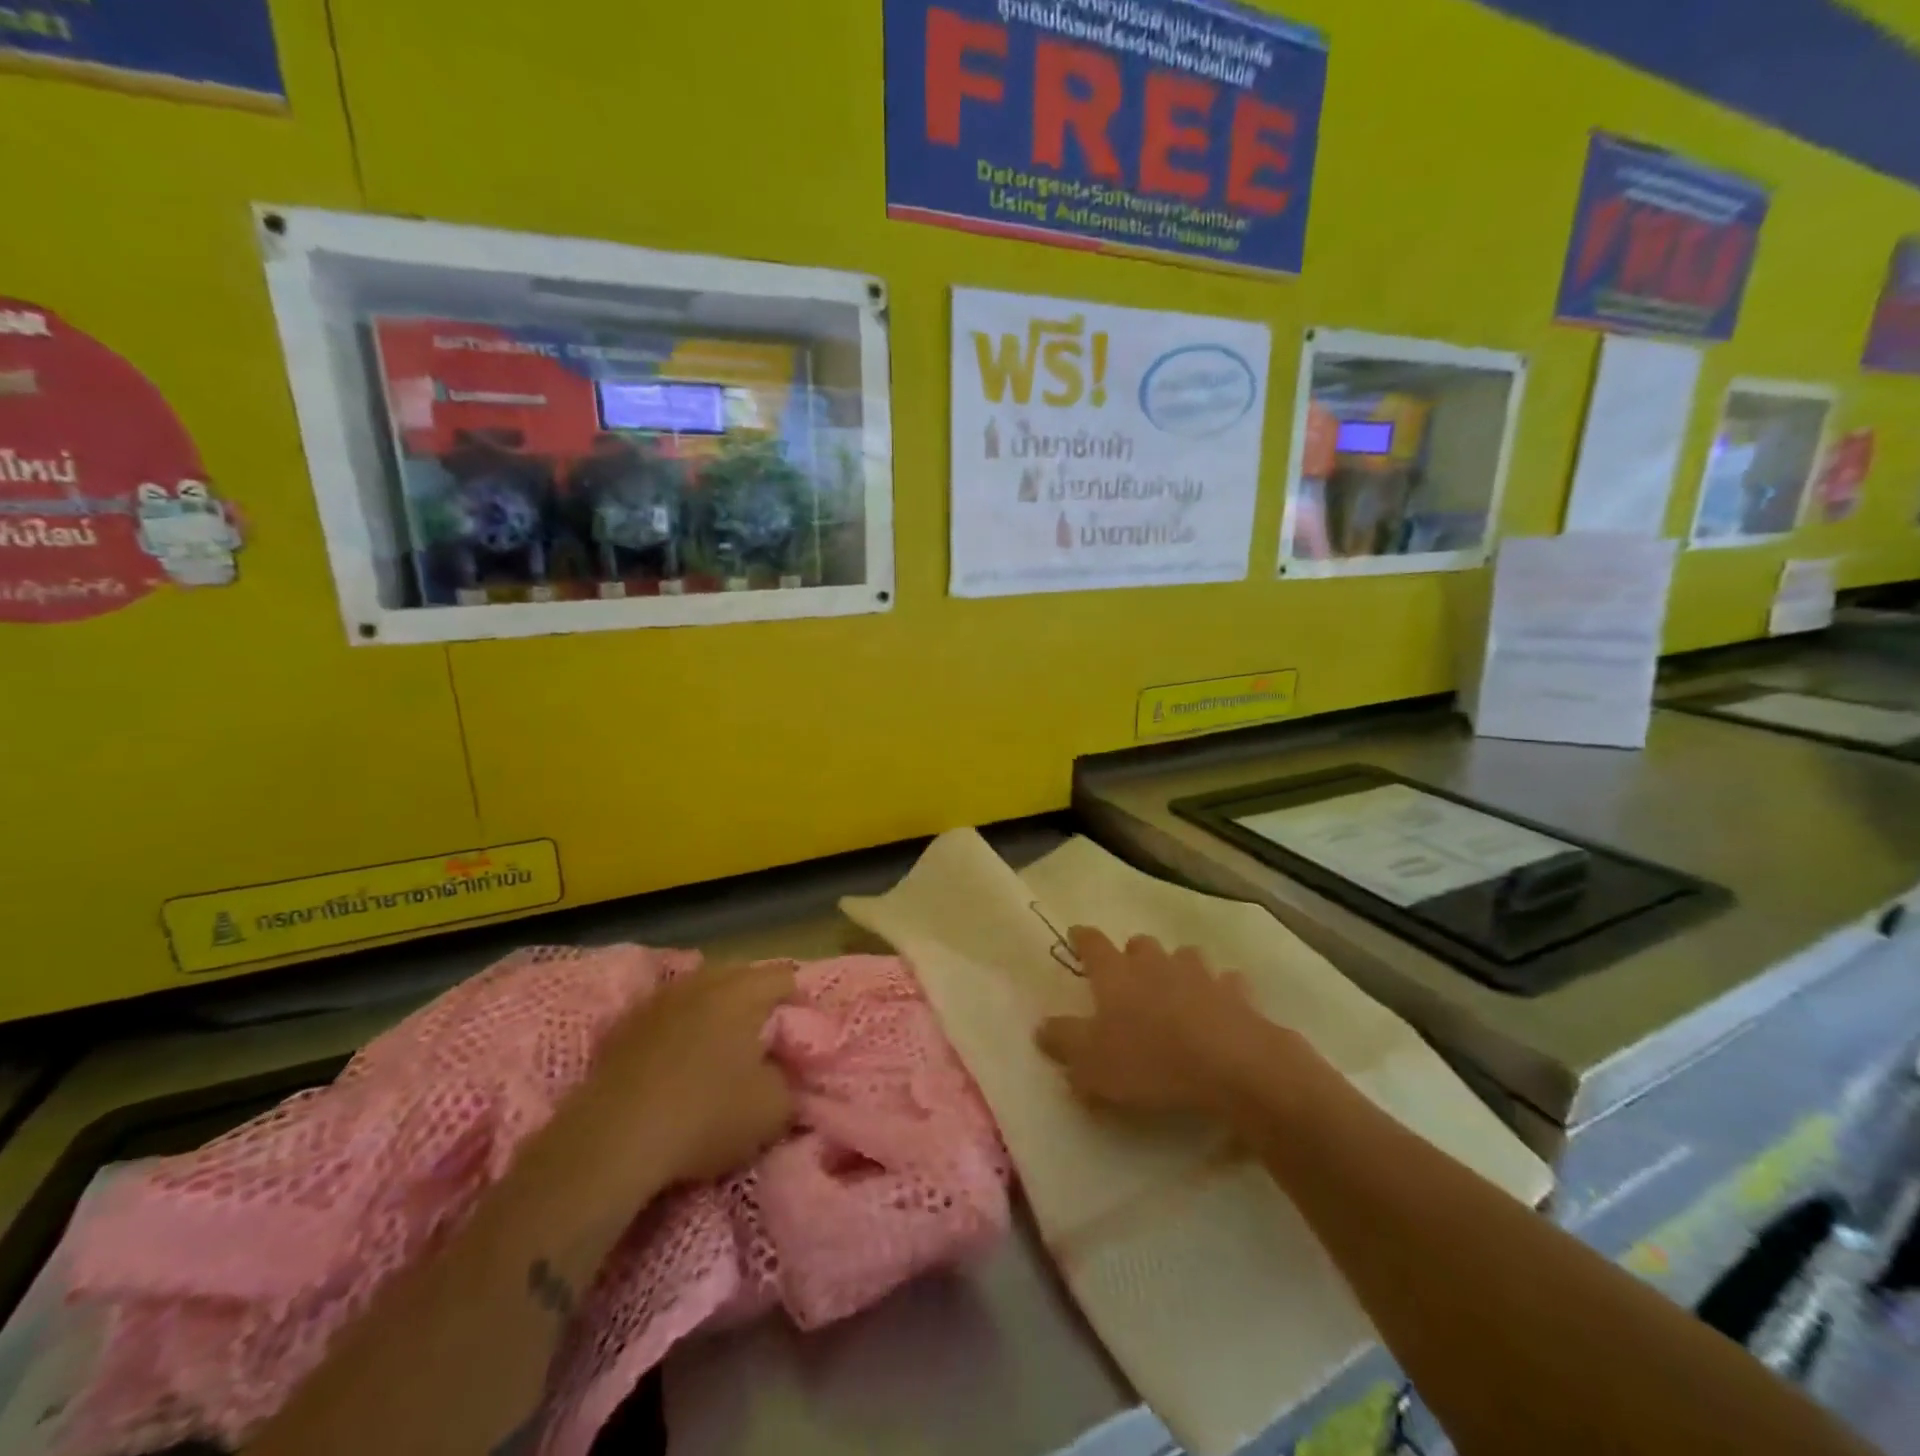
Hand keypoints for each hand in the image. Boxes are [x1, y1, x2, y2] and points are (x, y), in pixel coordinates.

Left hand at [572, 959, 797, 1187]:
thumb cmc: (706, 1115)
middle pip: (741, 977)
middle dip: (756, 1002)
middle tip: (763, 1040)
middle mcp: (702, 982)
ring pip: (700, 993)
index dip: (799, 1003)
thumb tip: (784, 1071)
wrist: (612, 1142)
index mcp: (743, 991)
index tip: (799, 1036)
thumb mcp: (775, 1109)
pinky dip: (679, 1030)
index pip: (785, 978)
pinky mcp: (624, 1025)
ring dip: (714, 1013)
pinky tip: (678, 1062)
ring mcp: (659, 1000)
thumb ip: (791, 1080)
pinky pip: (667, 1016)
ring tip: (720, 1050)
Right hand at [1035, 928, 1288, 1119]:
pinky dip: (1220, 991)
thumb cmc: (1150, 1061)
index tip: (1076, 933)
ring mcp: (1199, 974)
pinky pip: (1226, 983)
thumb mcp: (1091, 1062)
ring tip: (1174, 988)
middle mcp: (1155, 963)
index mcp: (1115, 974)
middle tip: (1128, 974)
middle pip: (1140, 944)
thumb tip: (1041, 1027)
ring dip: (1176, 967)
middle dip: (1132, 954)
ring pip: (1184, 956)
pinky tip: (1220, 1007)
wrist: (1232, 1066)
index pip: (1092, 944)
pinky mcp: (1236, 993)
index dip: (1082, 938)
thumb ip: (1063, 1042)